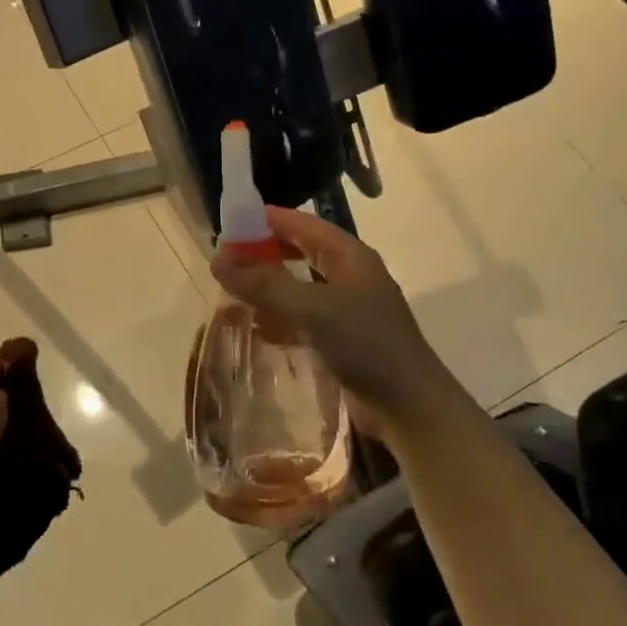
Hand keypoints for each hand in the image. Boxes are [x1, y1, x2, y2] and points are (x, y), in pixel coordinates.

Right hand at [210, 206, 457, 433]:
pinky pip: (303, 319)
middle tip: (225, 261)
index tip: (228, 224)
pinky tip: (257, 329)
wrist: (409, 405)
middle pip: (300, 252)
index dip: (266, 220)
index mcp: (349, 256)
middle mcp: (349, 276)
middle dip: (263, 254)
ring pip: (299, 287)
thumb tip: (217, 259)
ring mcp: (347, 309)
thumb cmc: (364, 344)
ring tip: (232, 293)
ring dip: (268, 288)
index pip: (302, 223)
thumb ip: (263, 284)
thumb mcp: (310, 308)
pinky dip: (280, 319)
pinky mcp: (342, 339)